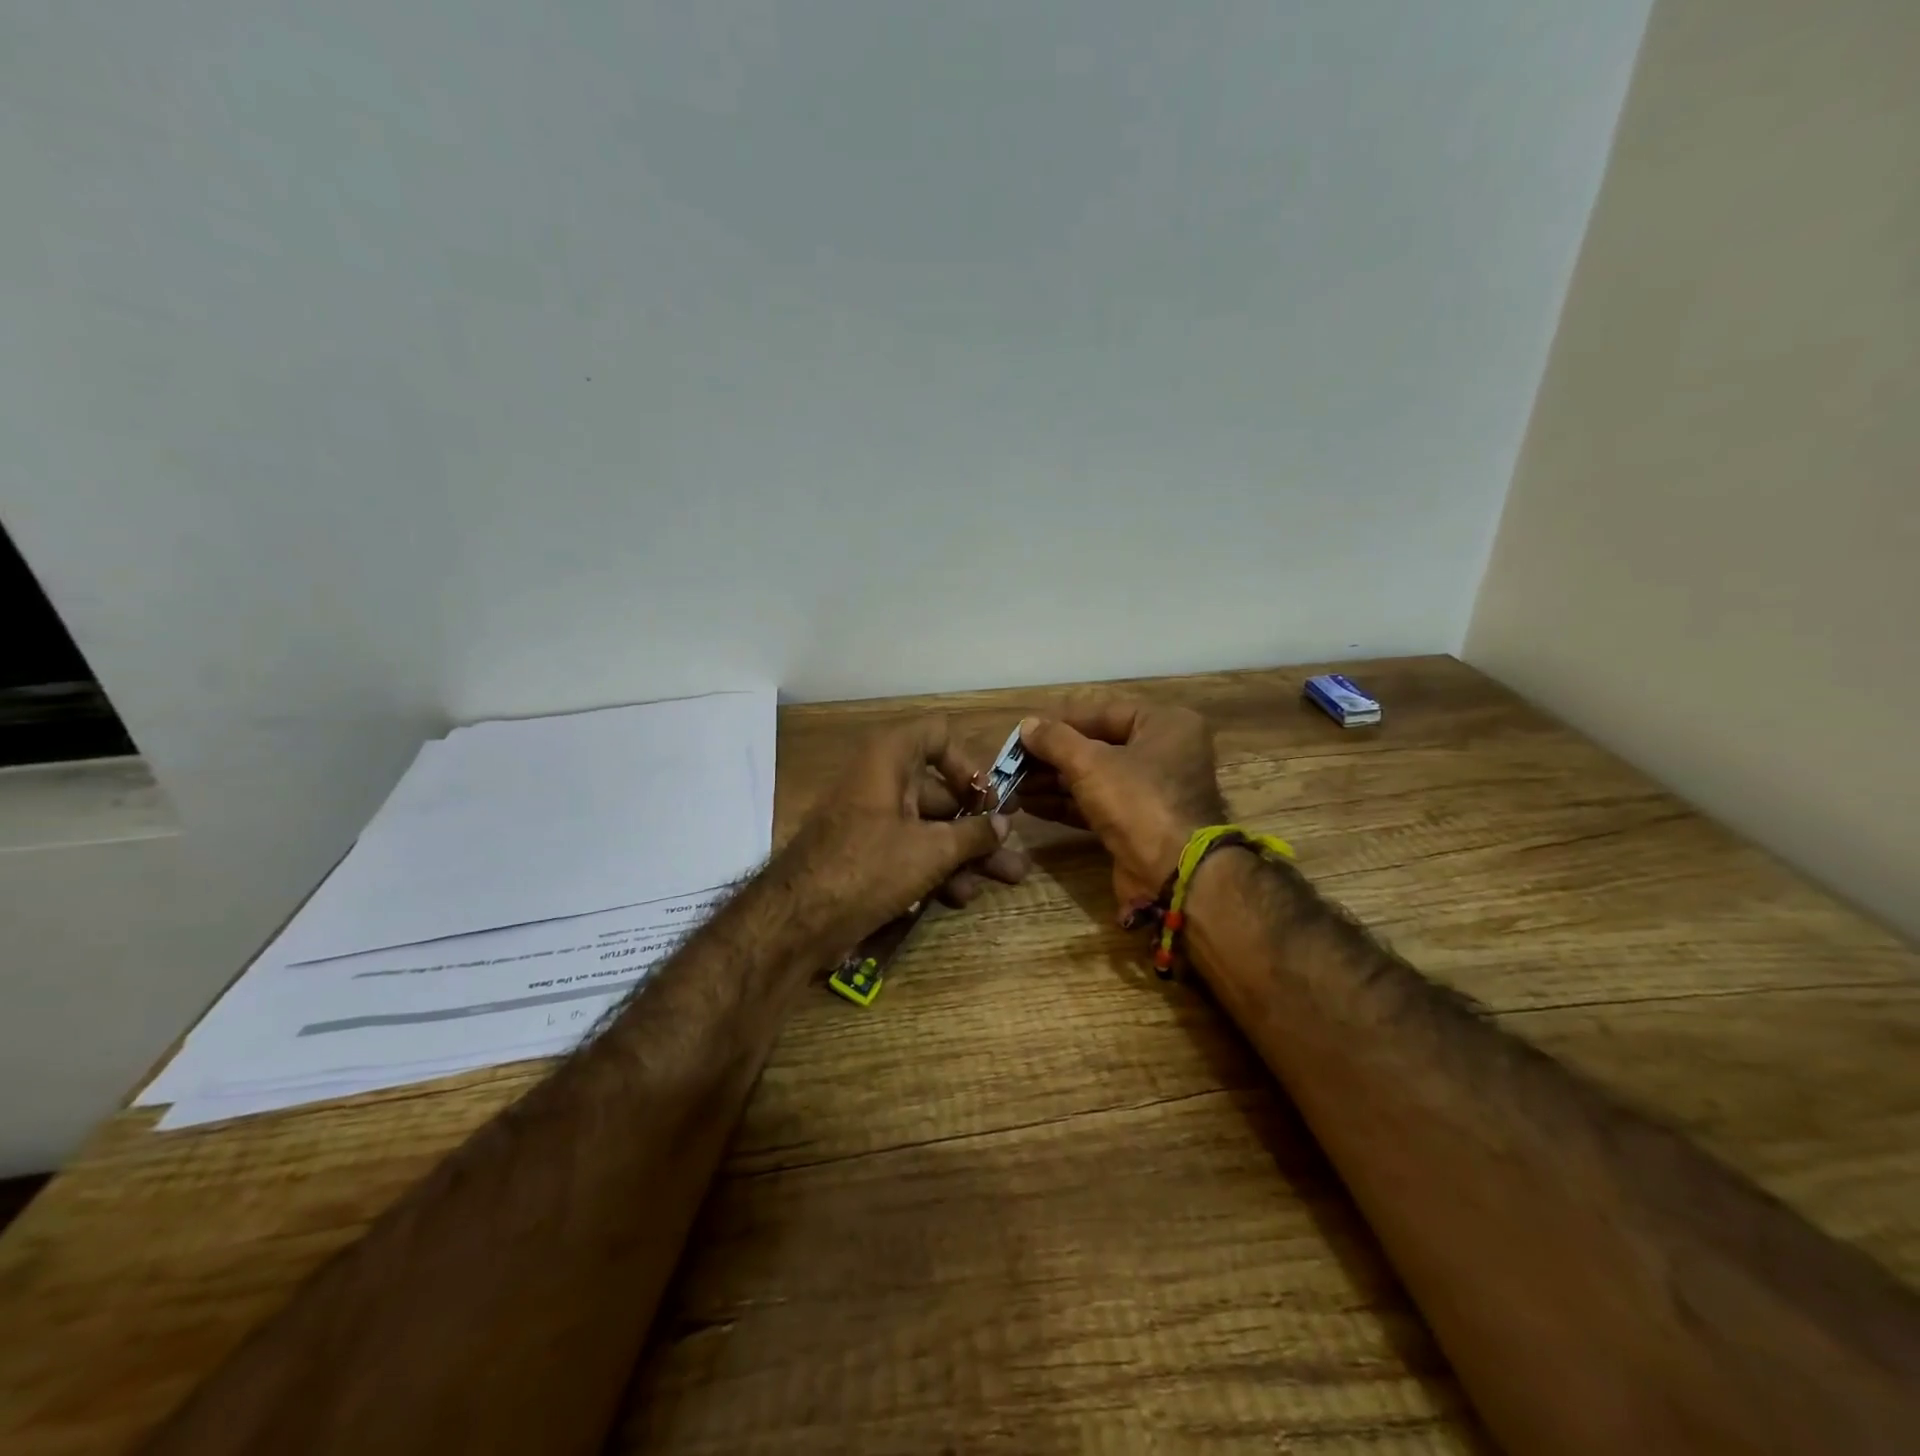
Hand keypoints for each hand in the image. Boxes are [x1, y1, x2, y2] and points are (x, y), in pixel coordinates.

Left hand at [777, 718, 1029, 952]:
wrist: (797, 919)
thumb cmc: (868, 866)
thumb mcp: (931, 851)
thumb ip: (973, 834)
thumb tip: (1003, 825)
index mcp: (889, 758)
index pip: (938, 735)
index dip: (968, 763)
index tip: (987, 799)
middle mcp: (880, 780)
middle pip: (941, 790)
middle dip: (980, 823)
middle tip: (1013, 845)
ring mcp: (872, 819)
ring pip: (930, 826)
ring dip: (967, 852)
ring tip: (1007, 877)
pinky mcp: (867, 853)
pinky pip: (910, 849)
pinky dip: (937, 867)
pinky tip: (961, 897)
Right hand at [1016, 702, 1226, 915]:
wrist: (1173, 875)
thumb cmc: (1138, 802)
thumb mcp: (1091, 763)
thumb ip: (1055, 740)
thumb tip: (1027, 726)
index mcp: (1165, 725)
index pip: (1103, 713)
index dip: (1060, 722)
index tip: (1023, 731)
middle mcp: (1164, 753)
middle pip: (1097, 746)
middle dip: (1051, 757)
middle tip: (1012, 763)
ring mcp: (1152, 792)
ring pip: (1094, 778)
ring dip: (1052, 782)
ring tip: (1013, 785)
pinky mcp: (1138, 824)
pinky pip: (1096, 805)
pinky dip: (1065, 804)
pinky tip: (1030, 805)